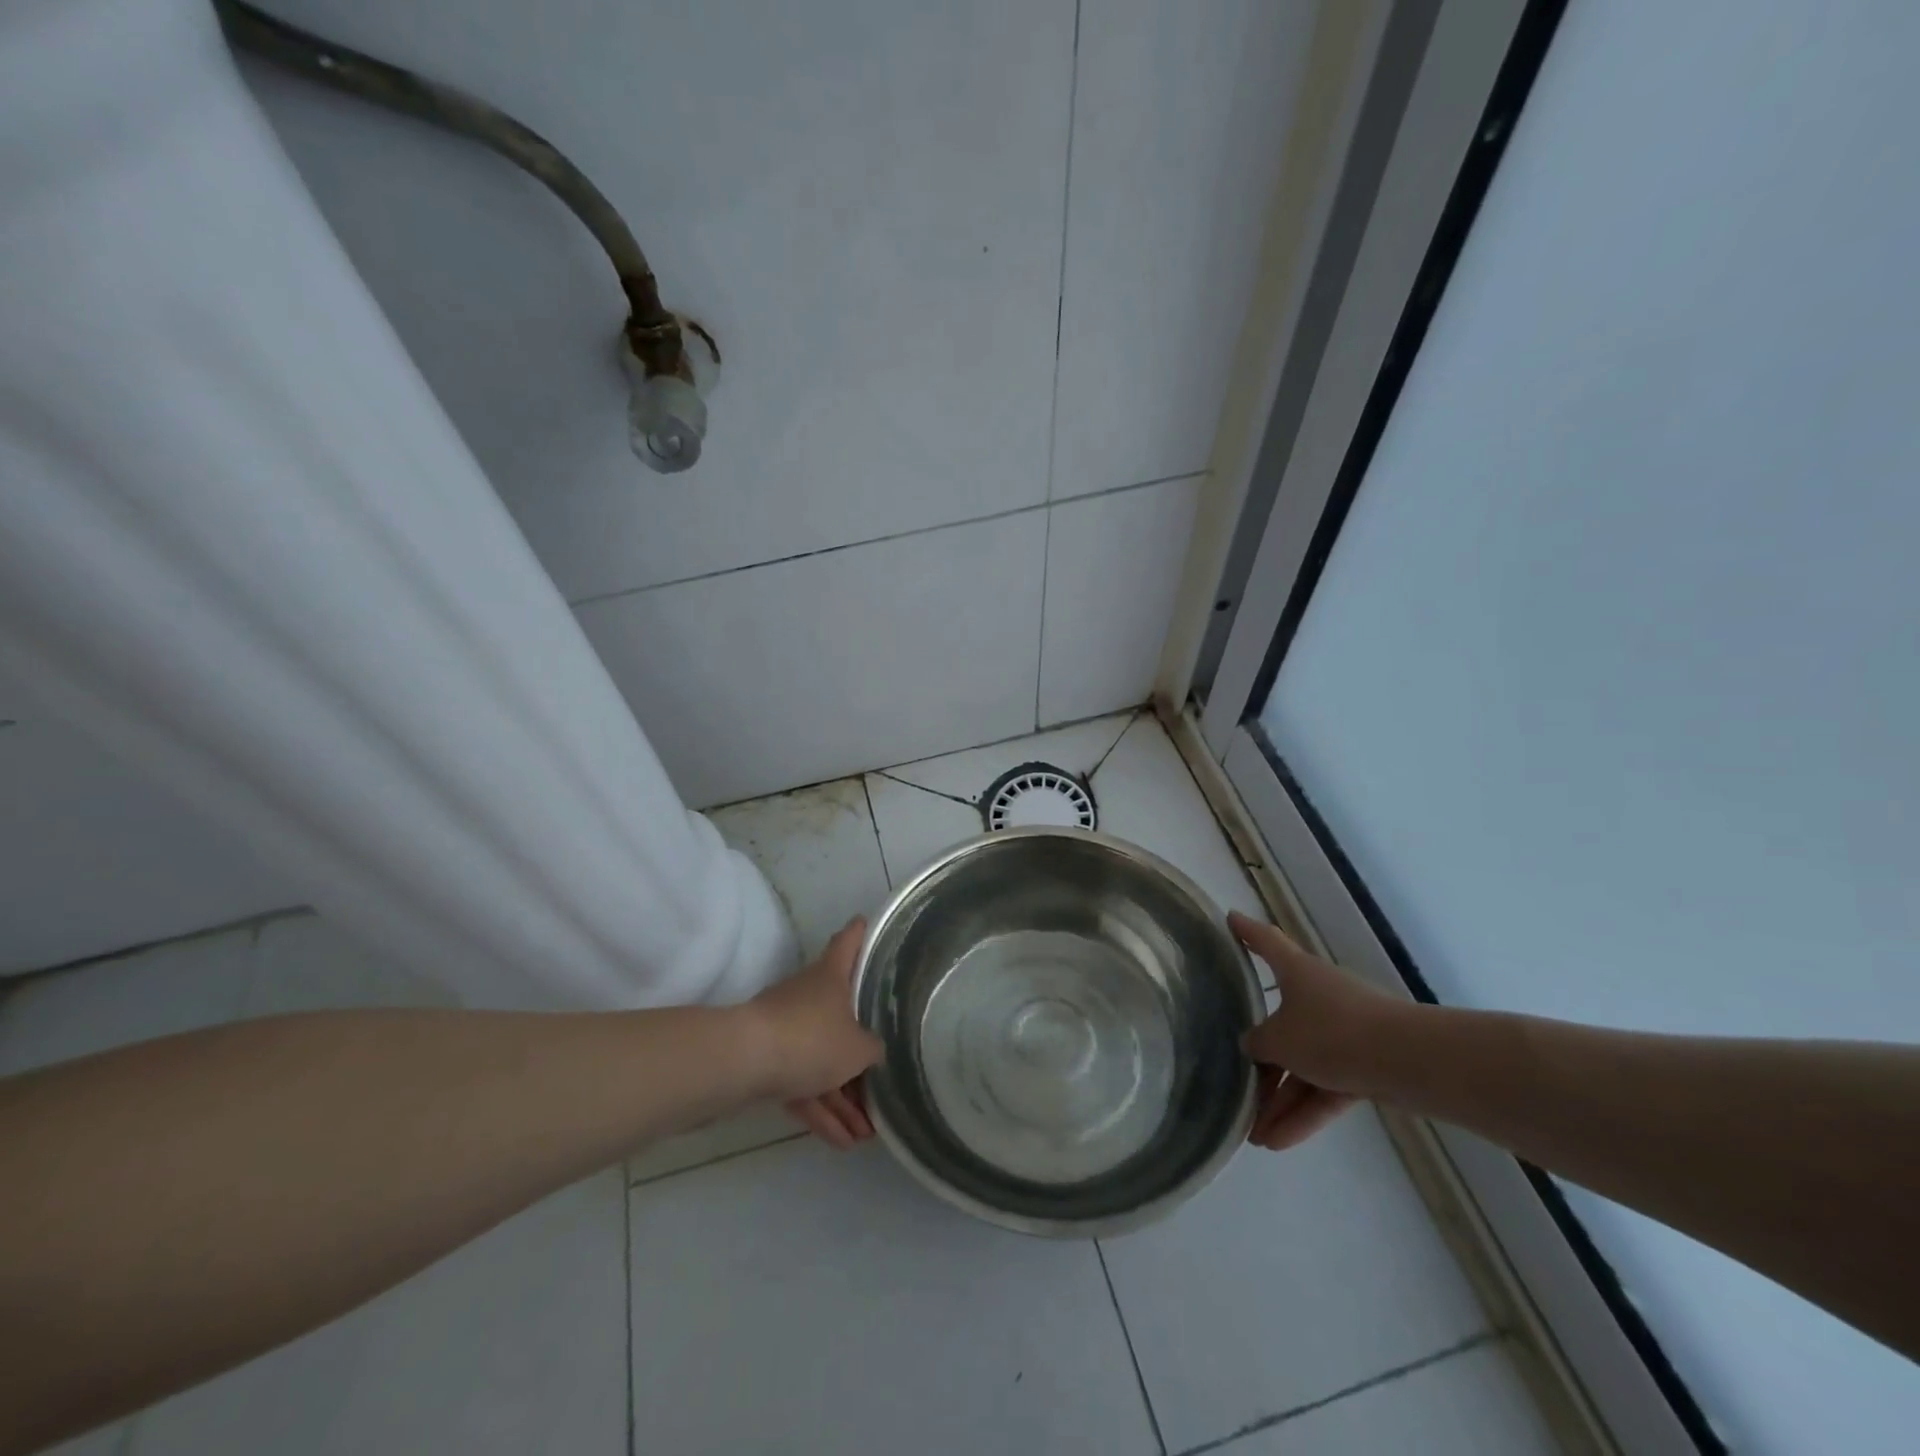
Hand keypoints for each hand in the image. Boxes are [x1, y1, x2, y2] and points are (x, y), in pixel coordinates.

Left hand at [746, 918, 883, 1148]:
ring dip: (842, 1098)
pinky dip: (820, 1109)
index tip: (866, 923)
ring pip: (821, 1060)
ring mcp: (785, 1028)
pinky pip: (801, 1084)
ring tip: (864, 1135)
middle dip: (860, 1054)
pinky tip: (839, 1142)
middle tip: (882, 1083)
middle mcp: (808, 995)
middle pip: (840, 1016)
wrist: (744, 1062)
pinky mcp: (767, 1061)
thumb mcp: (858, 1047)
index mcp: (831, 976)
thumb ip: (873, 1049)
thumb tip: (873, 1051)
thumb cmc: (811, 1038)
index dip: (860, 933)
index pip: (849, 942)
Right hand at [1231, 912, 1399, 1150]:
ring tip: (1256, 1137)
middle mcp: (1319, 994)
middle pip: (1280, 1021)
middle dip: (1260, 1059)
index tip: (1229, 919)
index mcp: (1297, 972)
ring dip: (1280, 1100)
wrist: (1409, 1062)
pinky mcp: (1365, 1064)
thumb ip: (1257, 1043)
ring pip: (1303, 1064)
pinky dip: (1306, 1112)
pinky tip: (1281, 1142)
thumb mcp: (1279, 1039)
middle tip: (1236, 1081)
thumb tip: (1252, 1045)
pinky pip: (1326, 1087)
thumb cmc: (1332, 1033)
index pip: (1265, 942)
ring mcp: (1345, 1030)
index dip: (1246, 931)